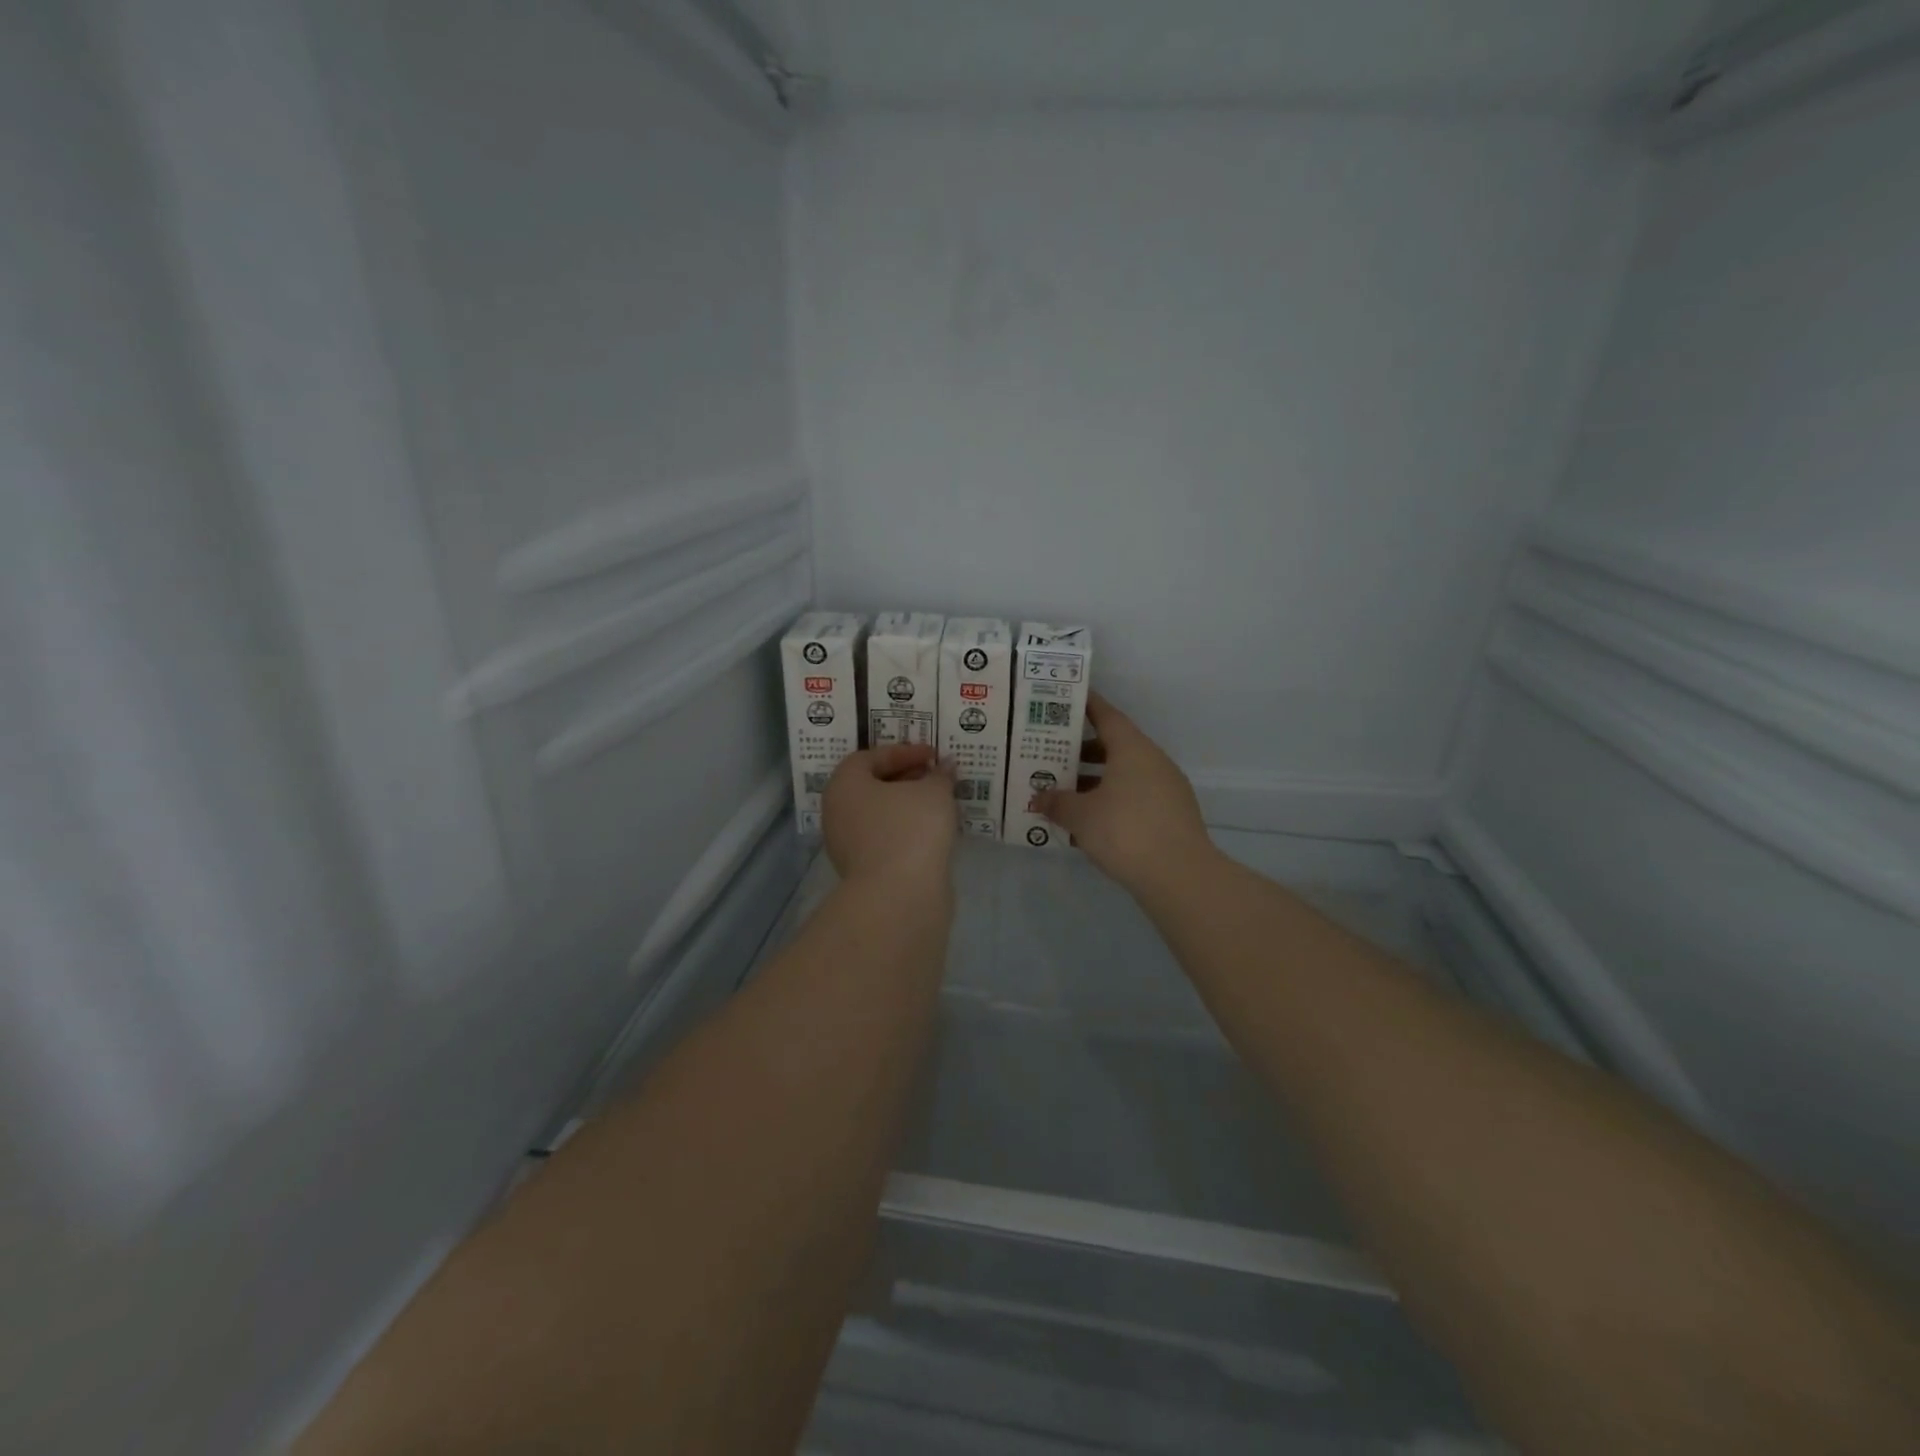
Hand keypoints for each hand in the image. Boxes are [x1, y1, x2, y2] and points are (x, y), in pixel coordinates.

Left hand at [822, 743, 956, 891]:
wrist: (899, 895)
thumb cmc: (911, 828)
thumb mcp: (934, 792)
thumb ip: (940, 775)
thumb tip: (944, 767)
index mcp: (844, 783)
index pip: (870, 757)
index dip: (904, 752)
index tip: (933, 755)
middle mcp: (837, 811)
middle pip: (871, 786)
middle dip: (905, 778)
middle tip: (935, 777)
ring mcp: (846, 844)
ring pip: (878, 815)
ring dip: (906, 806)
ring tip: (938, 804)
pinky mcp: (861, 870)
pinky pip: (884, 839)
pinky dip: (905, 830)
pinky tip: (931, 832)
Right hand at [1035, 693, 1213, 894]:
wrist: (1180, 876)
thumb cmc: (1124, 831)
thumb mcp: (1080, 816)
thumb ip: (1057, 802)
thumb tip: (1039, 797)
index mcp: (1132, 749)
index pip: (1107, 716)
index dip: (1086, 706)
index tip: (1066, 701)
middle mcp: (1153, 761)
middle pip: (1115, 746)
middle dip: (1083, 750)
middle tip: (1052, 753)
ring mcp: (1167, 789)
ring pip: (1124, 775)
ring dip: (1096, 780)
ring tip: (1064, 791)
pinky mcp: (1172, 815)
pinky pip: (1135, 798)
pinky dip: (1112, 801)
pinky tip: (1090, 822)